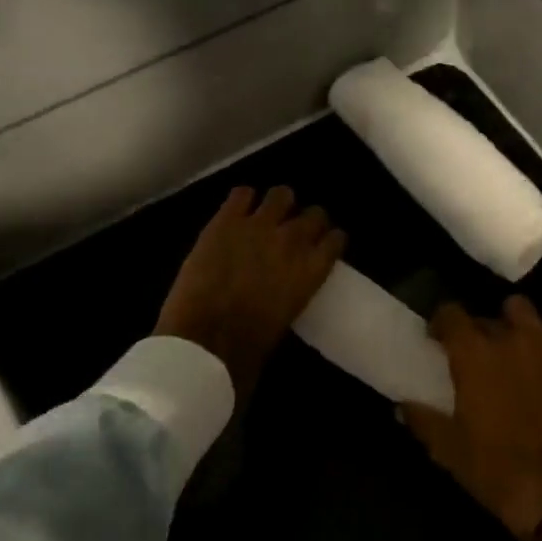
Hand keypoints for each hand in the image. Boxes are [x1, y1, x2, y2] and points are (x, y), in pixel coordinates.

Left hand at [154, 186, 344, 402]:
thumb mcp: (287, 320)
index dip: (329, 240)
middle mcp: (292, 240)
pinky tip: (237, 212)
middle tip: (294, 231)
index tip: (323, 244)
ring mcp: (258, 225)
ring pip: (281, 194)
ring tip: (267, 215)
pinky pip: (242, 193)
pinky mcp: (225, 220)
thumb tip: (286, 289)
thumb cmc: (249, 347)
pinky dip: (242, 200)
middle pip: (314, 213)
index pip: (336, 239)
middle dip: (308, 220)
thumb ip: (294, 292)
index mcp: (312, 270)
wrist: (205, 338)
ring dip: (278, 204)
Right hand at [404, 296, 541, 540]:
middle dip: (475, 330)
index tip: (436, 340)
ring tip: (509, 346)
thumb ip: (422, 419)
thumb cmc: (496, 469)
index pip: (450, 313)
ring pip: (522, 309)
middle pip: (485, 315)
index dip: (440, 322)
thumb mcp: (448, 449)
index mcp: (473, 354)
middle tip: (473, 355)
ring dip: (511, 321)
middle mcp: (508, 338)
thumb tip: (401, 404)